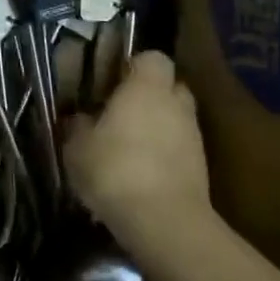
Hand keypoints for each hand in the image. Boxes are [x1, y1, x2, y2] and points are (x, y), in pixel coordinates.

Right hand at [64, 51, 209, 247]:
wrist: (165, 223)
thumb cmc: (115, 170)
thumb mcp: (77, 147)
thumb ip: (78, 125)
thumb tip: (80, 117)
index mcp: (147, 87)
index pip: (153, 57)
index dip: (134, 66)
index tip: (113, 82)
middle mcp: (176, 104)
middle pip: (169, 87)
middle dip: (150, 96)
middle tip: (121, 113)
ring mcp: (194, 136)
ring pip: (176, 119)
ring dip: (158, 127)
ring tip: (129, 148)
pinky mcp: (202, 168)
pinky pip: (180, 149)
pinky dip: (164, 155)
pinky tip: (141, 174)